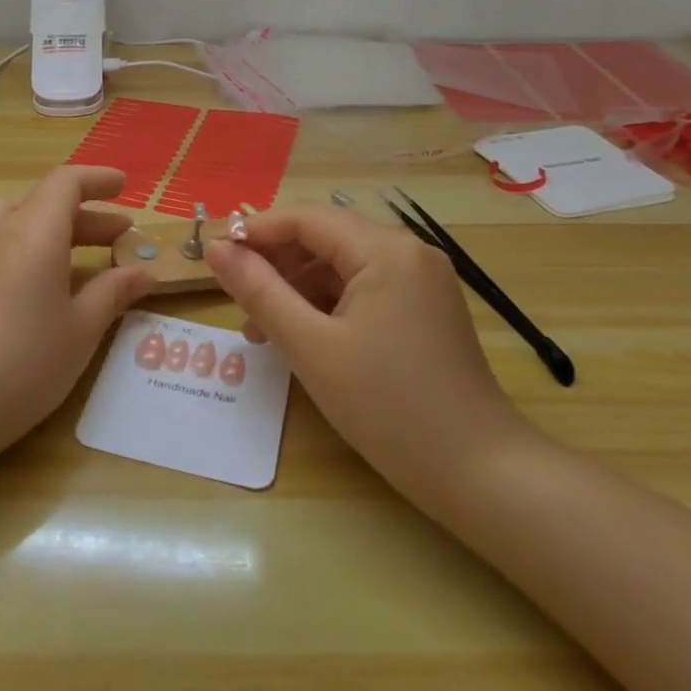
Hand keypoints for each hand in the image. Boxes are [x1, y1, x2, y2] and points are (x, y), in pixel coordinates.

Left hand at [0, 166, 155, 455]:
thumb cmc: (26, 364)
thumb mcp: (81, 330)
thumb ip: (113, 292)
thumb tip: (142, 273)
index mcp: (34, 232)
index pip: (67, 182)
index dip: (97, 179)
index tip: (123, 187)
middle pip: (41, 202)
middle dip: (82, 215)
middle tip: (115, 238)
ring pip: (7, 218)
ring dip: (42, 226)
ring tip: (64, 254)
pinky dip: (8, 244)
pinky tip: (14, 276)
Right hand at [205, 205, 529, 513]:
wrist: (477, 472)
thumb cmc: (387, 406)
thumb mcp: (310, 346)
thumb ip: (259, 290)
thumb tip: (216, 248)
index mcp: (385, 250)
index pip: (305, 218)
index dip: (254, 232)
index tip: (212, 257)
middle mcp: (407, 252)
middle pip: (324, 238)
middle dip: (274, 263)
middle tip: (235, 299)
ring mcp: (420, 281)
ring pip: (341, 265)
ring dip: (296, 288)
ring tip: (260, 330)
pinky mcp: (423, 308)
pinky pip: (362, 289)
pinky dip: (326, 305)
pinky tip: (301, 337)